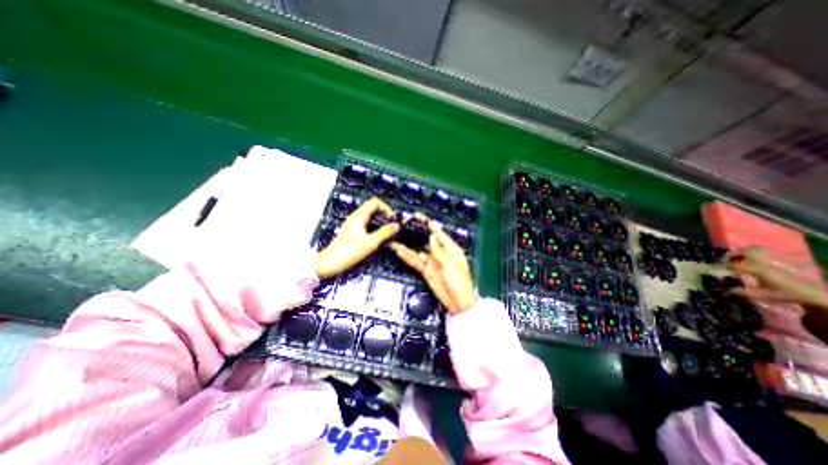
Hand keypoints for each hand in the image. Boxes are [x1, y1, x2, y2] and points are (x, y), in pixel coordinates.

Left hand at [314, 197, 396, 277]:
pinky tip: (378, 237)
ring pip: (370, 216)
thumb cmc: (350, 251)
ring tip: (387, 232)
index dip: (386, 208)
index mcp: (360, 215)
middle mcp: (356, 216)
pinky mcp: (352, 230)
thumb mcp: (371, 242)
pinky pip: (366, 223)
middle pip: (373, 208)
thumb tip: (397, 225)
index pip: (375, 202)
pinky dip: (374, 227)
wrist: (331, 261)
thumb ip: (385, 232)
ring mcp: (353, 223)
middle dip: (384, 215)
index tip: (392, 219)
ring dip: (380, 221)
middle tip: (392, 226)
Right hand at [391, 220, 474, 314]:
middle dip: (416, 233)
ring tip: (395, 241)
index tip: (419, 217)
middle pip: (426, 240)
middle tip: (404, 226)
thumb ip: (439, 250)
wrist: (458, 303)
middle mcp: (440, 254)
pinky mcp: (426, 271)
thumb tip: (432, 236)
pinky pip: (416, 262)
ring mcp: (432, 263)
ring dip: (407, 247)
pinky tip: (400, 252)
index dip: (429, 224)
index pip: (439, 233)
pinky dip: (407, 257)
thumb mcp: (451, 265)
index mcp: (451, 249)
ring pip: (418, 252)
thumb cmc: (460, 283)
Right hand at [727, 247, 827, 309]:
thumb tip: (726, 291)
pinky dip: (751, 254)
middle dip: (733, 253)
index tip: (714, 267)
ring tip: (735, 258)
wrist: (812, 293)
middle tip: (725, 259)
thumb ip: (744, 293)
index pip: (736, 265)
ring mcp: (771, 261)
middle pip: (747, 251)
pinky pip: (761, 253)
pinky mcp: (775, 262)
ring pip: (755, 249)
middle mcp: (764, 263)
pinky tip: (747, 261)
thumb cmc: (786, 294)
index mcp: (759, 270)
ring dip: (743, 252)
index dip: (723, 266)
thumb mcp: (764, 295)